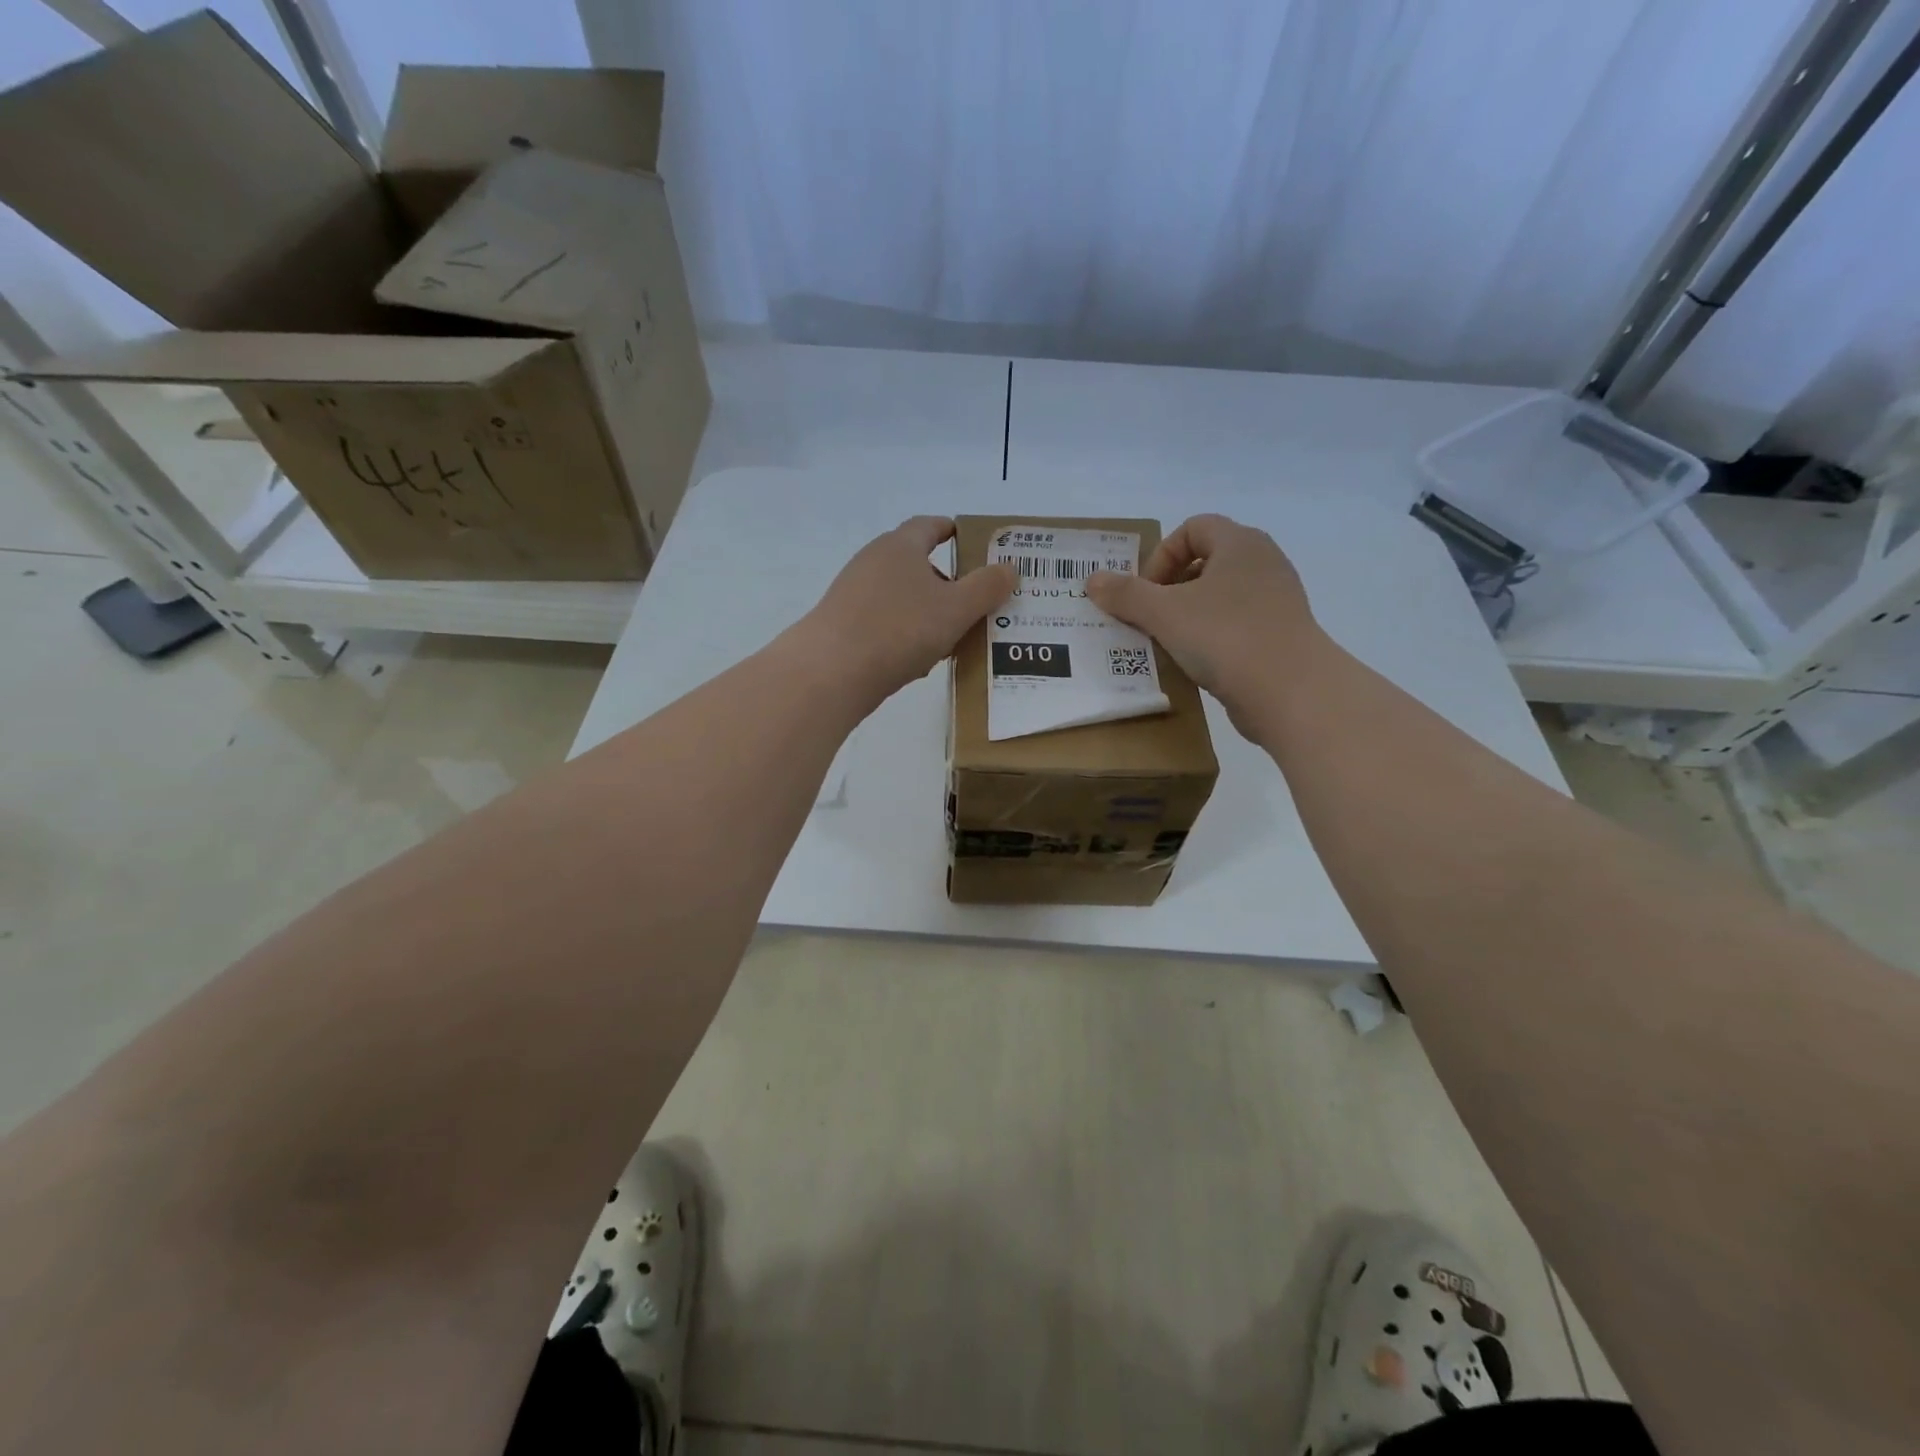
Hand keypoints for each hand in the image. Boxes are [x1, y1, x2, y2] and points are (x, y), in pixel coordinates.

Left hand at [797, 516, 1016, 699]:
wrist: (831, 672)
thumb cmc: (899, 629)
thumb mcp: (956, 609)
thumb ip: (986, 588)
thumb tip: (1009, 568)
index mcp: (900, 546)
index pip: (929, 525)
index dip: (953, 531)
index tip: (972, 542)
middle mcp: (872, 562)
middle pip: (915, 563)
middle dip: (946, 581)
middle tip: (974, 602)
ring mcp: (853, 594)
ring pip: (900, 597)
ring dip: (925, 612)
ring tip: (952, 637)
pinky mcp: (842, 625)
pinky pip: (884, 623)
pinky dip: (904, 634)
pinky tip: (917, 661)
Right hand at [1085, 513, 1321, 731]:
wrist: (1291, 692)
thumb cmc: (1225, 637)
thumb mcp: (1164, 613)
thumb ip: (1126, 594)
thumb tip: (1093, 580)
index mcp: (1240, 544)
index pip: (1194, 527)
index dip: (1162, 555)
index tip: (1146, 592)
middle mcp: (1263, 563)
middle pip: (1206, 561)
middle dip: (1171, 587)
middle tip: (1151, 617)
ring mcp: (1276, 600)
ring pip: (1220, 596)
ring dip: (1188, 614)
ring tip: (1169, 642)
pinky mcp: (1280, 635)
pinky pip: (1235, 625)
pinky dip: (1211, 637)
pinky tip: (1196, 663)